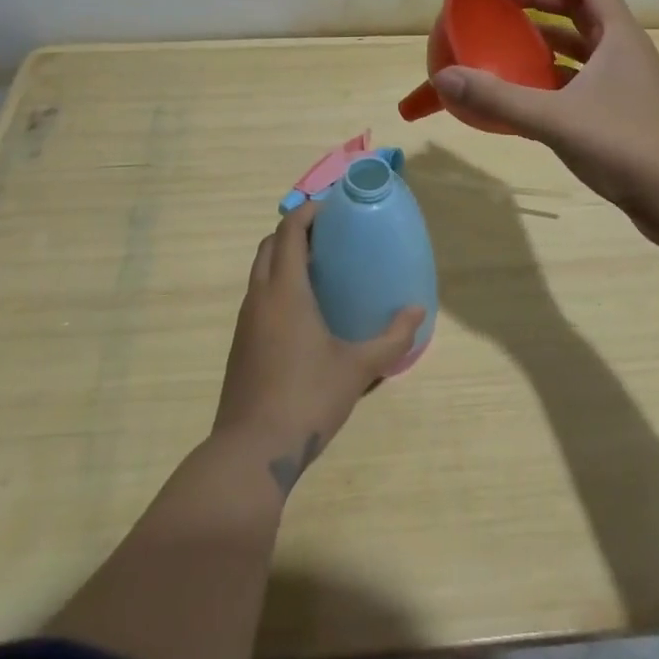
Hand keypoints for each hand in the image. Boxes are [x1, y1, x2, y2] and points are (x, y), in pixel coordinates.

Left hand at [212, 204, 422, 495]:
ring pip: (260, 270)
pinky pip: (257, 295)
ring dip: (283, 257)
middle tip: (329, 236)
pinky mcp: (240, 343)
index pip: (289, 231)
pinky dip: (276, 284)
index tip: (333, 208)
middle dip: (295, 231)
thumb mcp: (358, 368)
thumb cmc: (308, 398)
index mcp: (286, 290)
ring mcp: (245, 320)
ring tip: (319, 268)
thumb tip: (417, 311)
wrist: (252, 450)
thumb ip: (391, 339)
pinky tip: (303, 310)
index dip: (308, 212)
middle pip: (270, 245)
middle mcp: (260, 296)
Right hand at [430, 0, 658, 228]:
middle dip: (545, 1)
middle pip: (584, 11)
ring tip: (513, 39)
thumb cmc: (624, 144)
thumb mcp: (555, 118)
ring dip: (552, 37)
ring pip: (586, 46)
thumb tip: (445, 78)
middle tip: (505, 2)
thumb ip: (499, 98)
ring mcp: (628, 83)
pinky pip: (585, 78)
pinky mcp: (624, 111)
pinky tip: (532, 89)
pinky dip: (558, 73)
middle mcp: (626, 51)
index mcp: (619, 36)